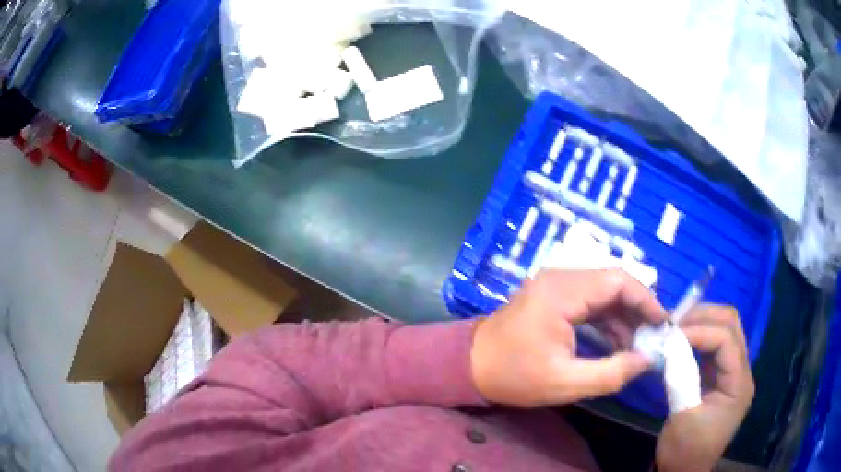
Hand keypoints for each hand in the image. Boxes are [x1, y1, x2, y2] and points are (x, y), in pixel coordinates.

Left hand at [470, 268, 668, 406]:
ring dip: (624, 315)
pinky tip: (618, 342)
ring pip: (603, 292)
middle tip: (654, 336)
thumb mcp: (564, 383)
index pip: (617, 281)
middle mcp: (560, 278)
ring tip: (640, 344)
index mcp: (562, 291)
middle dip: (637, 309)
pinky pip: (589, 301)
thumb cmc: (513, 376)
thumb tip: (646, 360)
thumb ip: (610, 373)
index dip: (646, 300)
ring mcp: (555, 285)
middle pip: (612, 283)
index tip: (663, 323)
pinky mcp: (553, 297)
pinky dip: (607, 319)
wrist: (469, 366)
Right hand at [656, 305, 754, 471]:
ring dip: (700, 324)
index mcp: (739, 384)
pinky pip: (713, 346)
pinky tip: (680, 342)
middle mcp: (742, 372)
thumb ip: (681, 378)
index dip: (700, 330)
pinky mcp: (720, 377)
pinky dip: (697, 338)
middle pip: (731, 325)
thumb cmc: (685, 451)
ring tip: (675, 329)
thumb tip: (669, 344)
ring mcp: (732, 373)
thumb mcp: (683, 418)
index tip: (670, 334)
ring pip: (724, 330)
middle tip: (674, 323)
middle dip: (703, 317)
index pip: (726, 339)